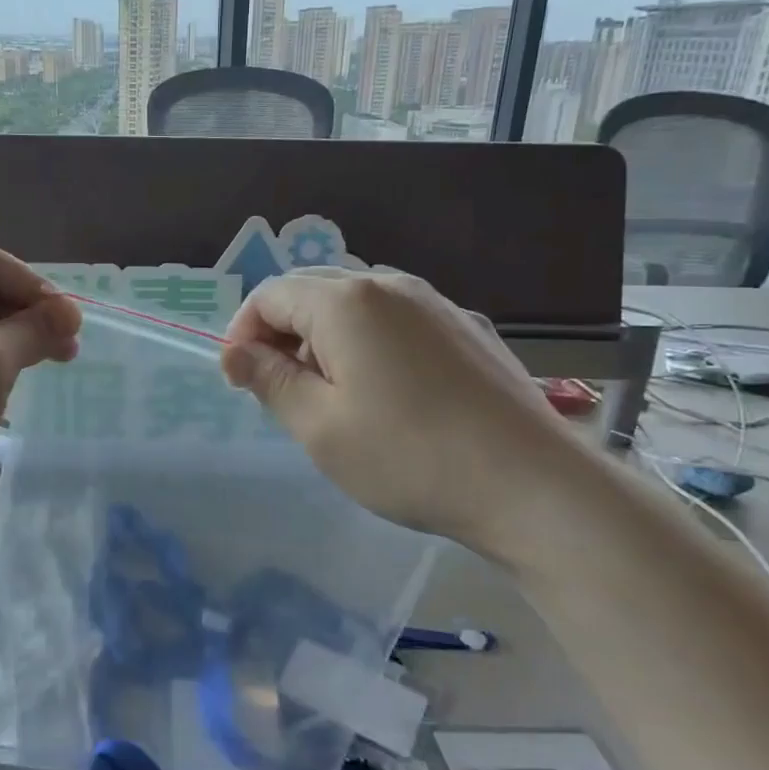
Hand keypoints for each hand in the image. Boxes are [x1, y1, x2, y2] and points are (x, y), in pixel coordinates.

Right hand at [220, 268, 584, 558]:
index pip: (270, 295)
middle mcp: (391, 285)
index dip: (242, 333)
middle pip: (312, 291)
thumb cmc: (409, 456)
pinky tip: (388, 394)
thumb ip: (270, 380)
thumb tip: (235, 352)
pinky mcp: (467, 328)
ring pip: (357, 305)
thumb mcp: (319, 427)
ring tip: (332, 397)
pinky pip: (397, 320)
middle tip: (280, 392)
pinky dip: (369, 343)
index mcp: (347, 301)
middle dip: (282, 334)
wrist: (533, 484)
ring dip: (325, 339)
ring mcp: (436, 303)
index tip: (240, 382)